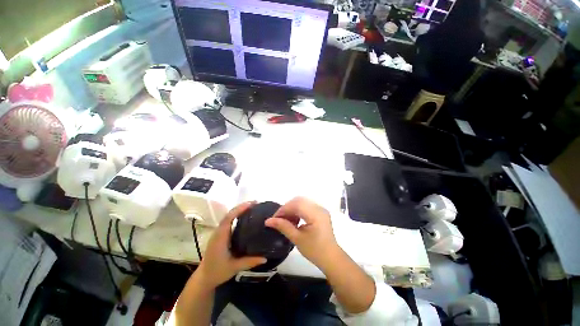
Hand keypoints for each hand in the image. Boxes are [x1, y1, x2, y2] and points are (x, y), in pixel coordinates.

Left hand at [196, 202, 266, 288]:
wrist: (204, 277)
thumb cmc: (217, 272)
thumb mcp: (234, 268)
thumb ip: (249, 262)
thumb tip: (265, 257)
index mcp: (220, 238)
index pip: (228, 219)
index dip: (239, 210)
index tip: (251, 204)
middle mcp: (218, 232)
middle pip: (229, 214)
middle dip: (241, 207)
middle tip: (255, 203)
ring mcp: (219, 232)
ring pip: (229, 216)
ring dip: (239, 209)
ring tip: (252, 206)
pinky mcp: (220, 234)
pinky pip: (229, 220)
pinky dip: (237, 215)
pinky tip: (245, 216)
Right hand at [265, 197, 339, 268]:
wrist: (331, 258)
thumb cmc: (315, 251)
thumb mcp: (297, 239)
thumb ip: (283, 226)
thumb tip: (268, 221)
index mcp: (315, 214)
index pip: (296, 204)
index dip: (283, 209)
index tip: (274, 218)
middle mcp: (319, 208)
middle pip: (299, 200)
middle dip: (287, 208)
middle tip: (278, 219)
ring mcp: (320, 209)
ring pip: (302, 202)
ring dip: (292, 209)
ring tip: (286, 220)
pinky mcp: (320, 212)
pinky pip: (306, 206)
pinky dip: (298, 210)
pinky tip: (294, 220)